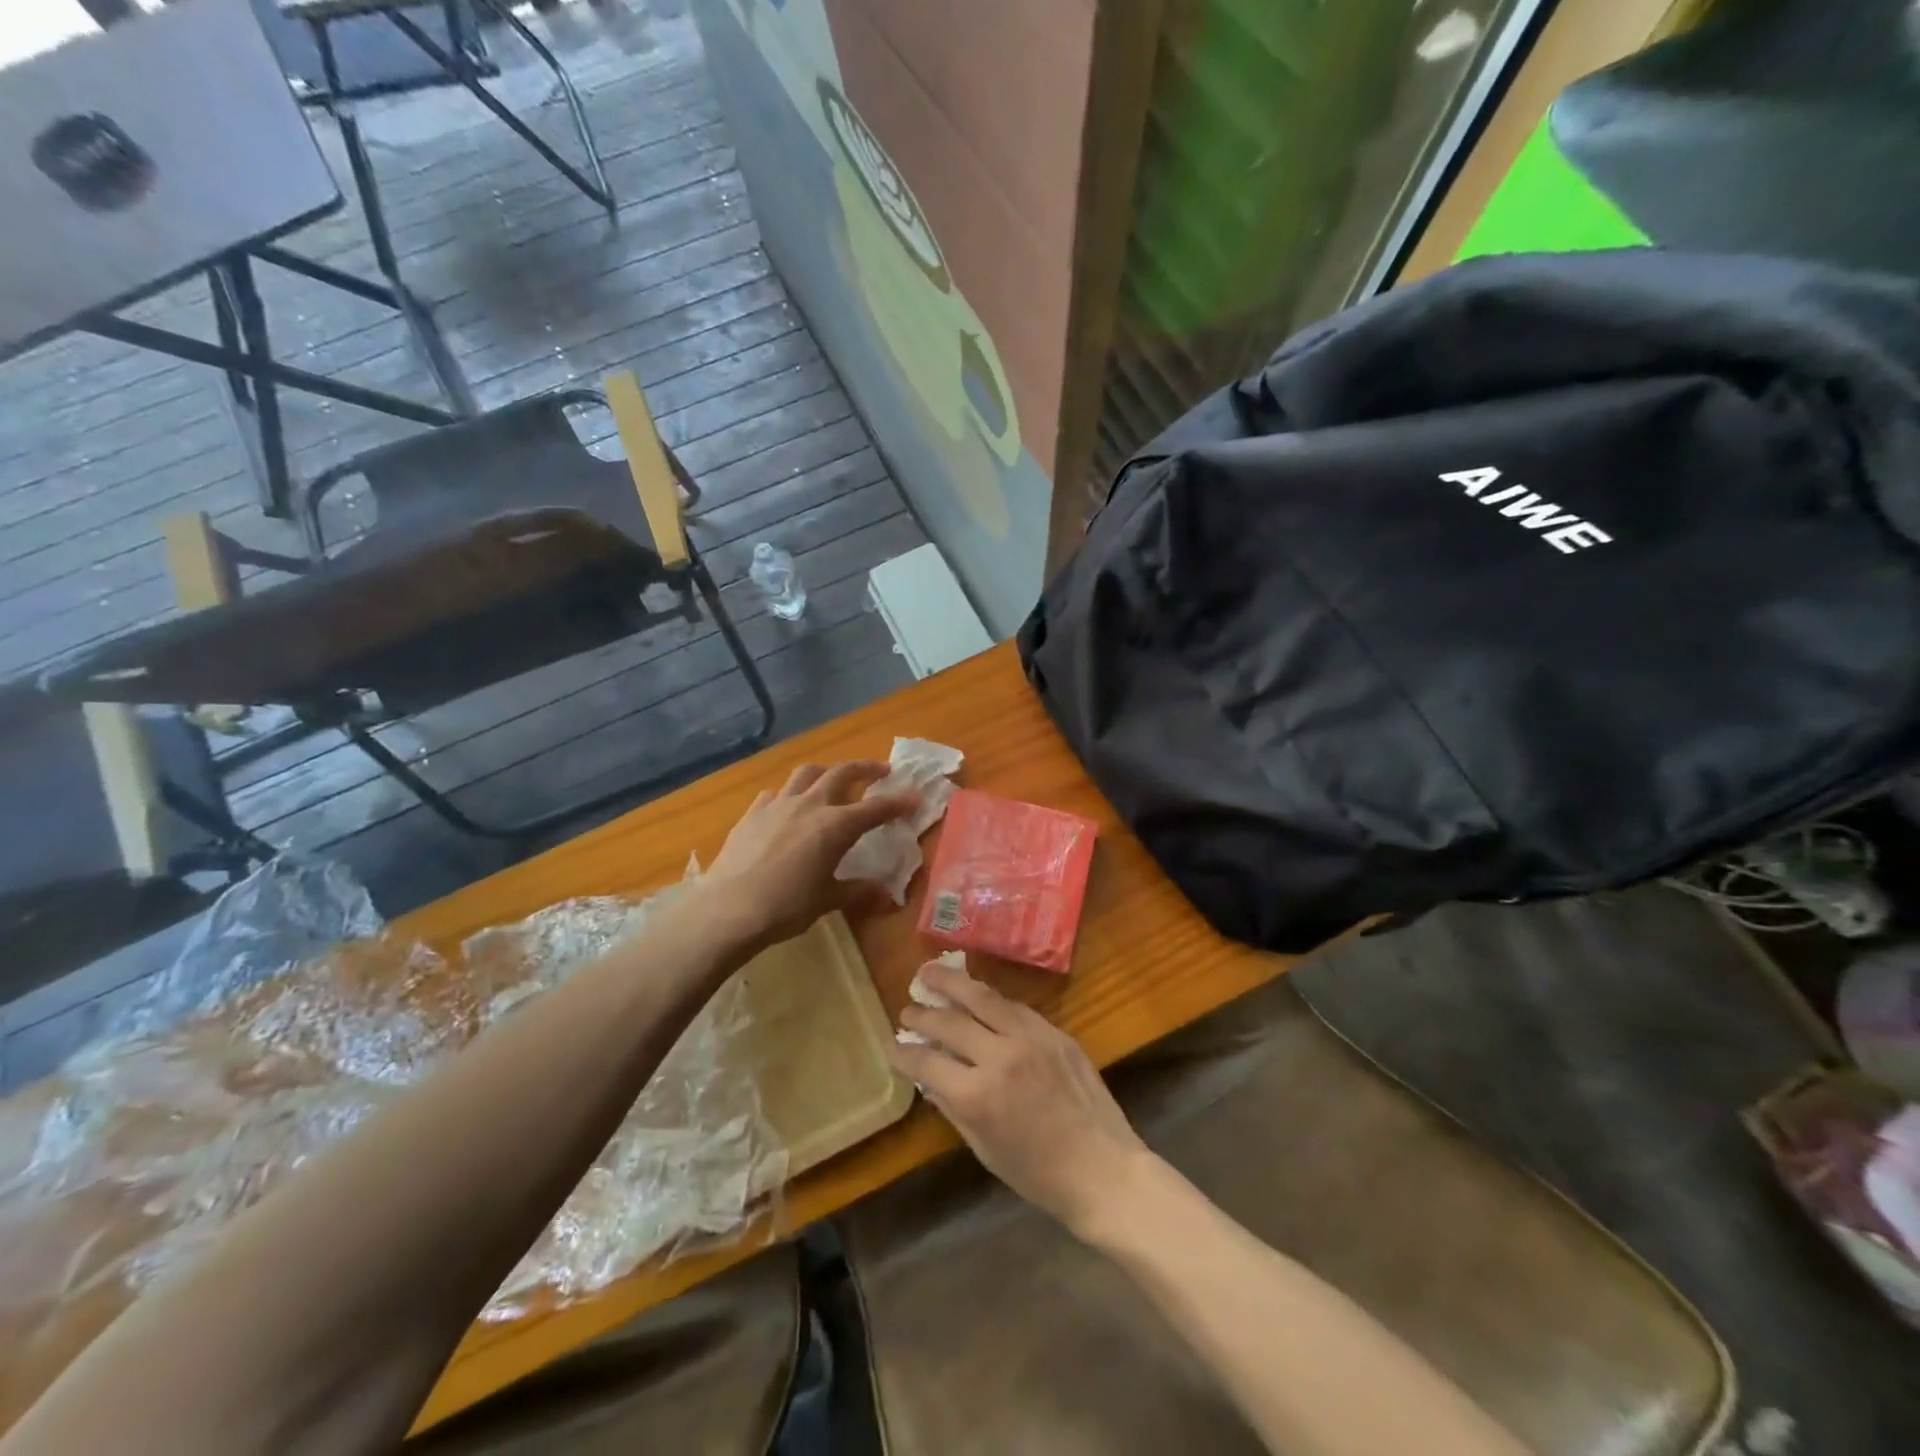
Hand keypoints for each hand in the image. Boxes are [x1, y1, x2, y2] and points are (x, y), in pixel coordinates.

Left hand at [702, 761, 913, 953]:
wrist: (730, 908)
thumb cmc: (787, 906)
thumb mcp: (828, 900)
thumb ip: (857, 891)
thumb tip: (885, 895)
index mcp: (836, 825)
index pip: (875, 808)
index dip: (897, 802)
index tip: (914, 796)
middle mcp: (810, 805)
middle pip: (842, 773)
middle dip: (865, 768)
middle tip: (880, 771)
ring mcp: (778, 804)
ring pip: (806, 773)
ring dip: (826, 772)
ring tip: (832, 780)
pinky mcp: (753, 813)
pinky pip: (776, 792)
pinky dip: (790, 793)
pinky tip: (789, 806)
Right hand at [889, 961, 1154, 1238]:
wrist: (1102, 1169)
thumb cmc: (1038, 1174)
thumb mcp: (984, 1148)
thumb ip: (953, 1106)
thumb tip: (930, 1077)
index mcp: (977, 1094)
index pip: (927, 1061)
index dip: (903, 1053)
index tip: (892, 1046)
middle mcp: (1000, 1056)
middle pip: (950, 1021)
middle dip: (922, 1014)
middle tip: (907, 1009)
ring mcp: (1030, 1038)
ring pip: (982, 997)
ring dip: (951, 982)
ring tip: (929, 972)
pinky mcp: (1054, 1031)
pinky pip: (1014, 1006)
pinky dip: (990, 1000)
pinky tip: (977, 996)